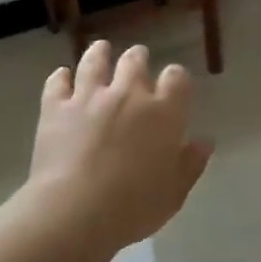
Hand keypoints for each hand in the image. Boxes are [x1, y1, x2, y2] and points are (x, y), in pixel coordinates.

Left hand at [28, 40, 213, 250]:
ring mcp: (89, 97)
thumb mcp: (174, 192)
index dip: (176, 78)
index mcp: (164, 113)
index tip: (174, 85)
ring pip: (95, 61)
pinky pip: (57, 82)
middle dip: (138, 58)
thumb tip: (204, 141)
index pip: (177, 78)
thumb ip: (191, 164)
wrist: (75, 212)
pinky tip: (62, 76)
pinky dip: (61, 77)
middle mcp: (129, 94)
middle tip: (137, 61)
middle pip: (135, 61)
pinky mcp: (56, 107)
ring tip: (101, 50)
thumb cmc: (133, 207)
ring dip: (100, 53)